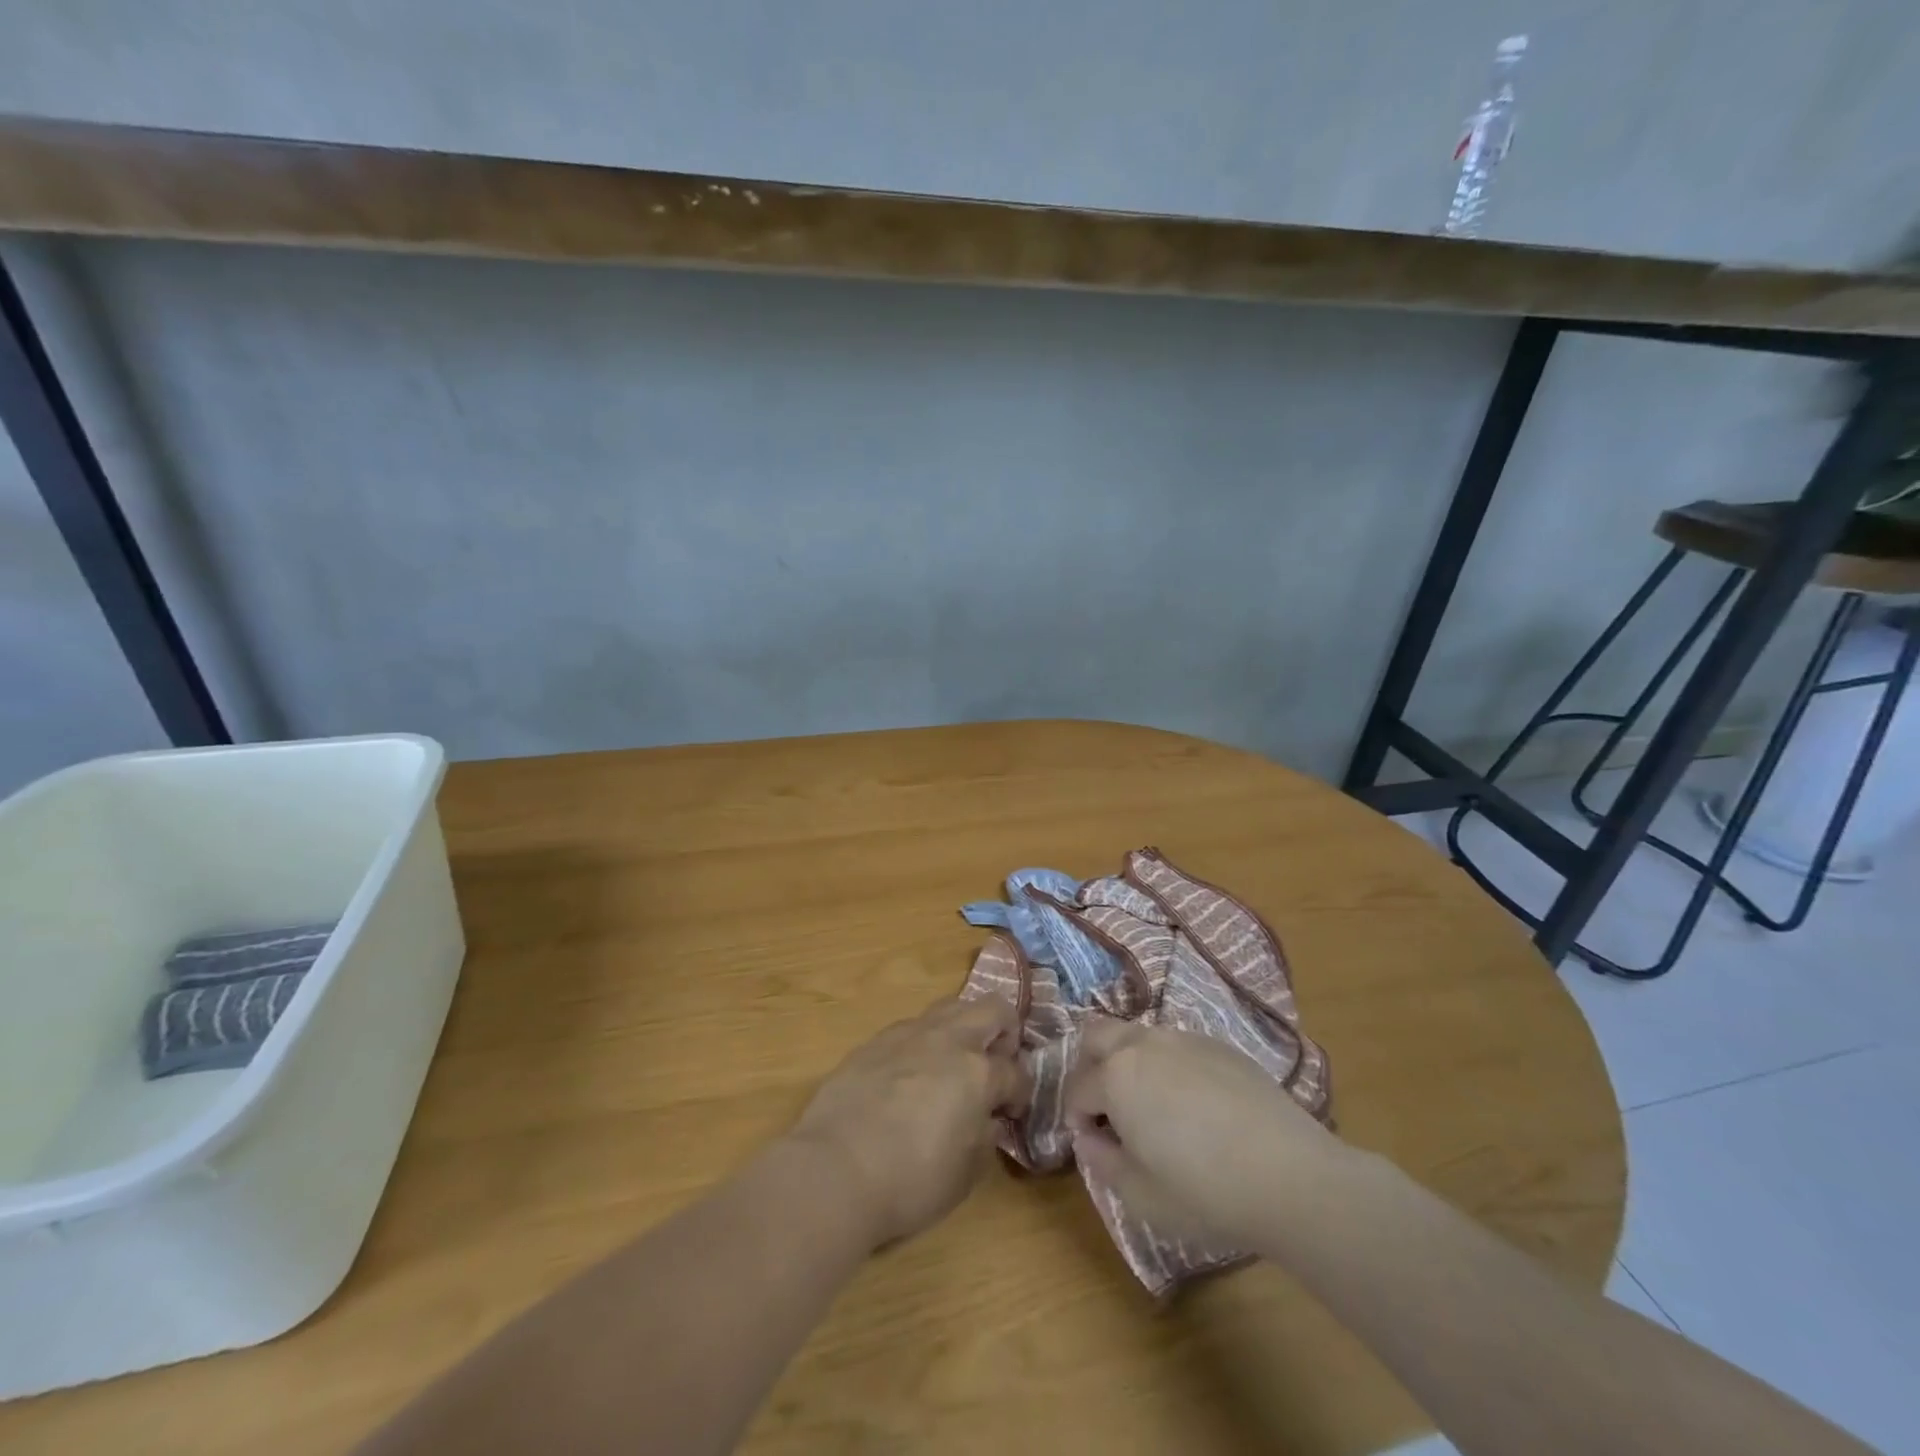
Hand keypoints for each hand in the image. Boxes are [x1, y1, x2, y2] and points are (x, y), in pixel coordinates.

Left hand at [788, 996, 1030, 1251]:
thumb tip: (985, 1120)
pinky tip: (910, 1076)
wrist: (834, 1170)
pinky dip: (923, 1043)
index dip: (1019, 1094)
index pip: (1015, 1072)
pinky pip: (911, 1027)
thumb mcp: (964, 1175)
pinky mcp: (874, 1041)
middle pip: (992, 1009)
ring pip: (950, 1007)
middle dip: (1004, 1033)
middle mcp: (947, 1040)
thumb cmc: (908, 1183)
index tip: (1010, 1113)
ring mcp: (908, 1035)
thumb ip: (983, 1138)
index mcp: (977, 1073)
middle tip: (994, 1066)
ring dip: (963, 1029)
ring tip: (954, 1065)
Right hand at [1064, 1017, 1347, 1249]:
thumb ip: (1102, 1162)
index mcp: (1116, 1076)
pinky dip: (1168, 1065)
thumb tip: (1089, 1139)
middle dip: (1090, 1067)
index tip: (1094, 1146)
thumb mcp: (1141, 1195)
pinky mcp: (1220, 1046)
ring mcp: (1184, 1039)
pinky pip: (1177, 1045)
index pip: (1076, 1088)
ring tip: (1152, 1107)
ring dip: (1129, 1062)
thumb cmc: (1205, 1191)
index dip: (1077, 1119)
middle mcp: (1144, 1044)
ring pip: (1138, 1035)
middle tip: (1108, 1108)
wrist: (1291, 1176)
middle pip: (1097, 1036)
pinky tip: (1195, 1105)